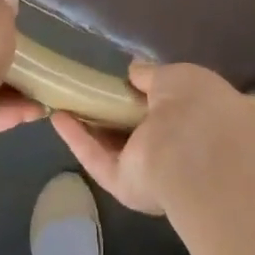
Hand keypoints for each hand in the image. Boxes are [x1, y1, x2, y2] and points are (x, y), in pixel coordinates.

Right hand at [51, 62, 252, 214]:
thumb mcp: (178, 77)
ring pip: (114, 146)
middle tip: (87, 89)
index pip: (170, 108)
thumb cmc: (196, 107)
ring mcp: (149, 170)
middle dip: (113, 111)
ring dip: (90, 125)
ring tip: (64, 99)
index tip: (122, 79)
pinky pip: (97, 159)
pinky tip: (57, 117)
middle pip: (138, 129)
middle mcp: (175, 149)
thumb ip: (152, 75)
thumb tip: (134, 70)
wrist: (195, 154)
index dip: (145, 94)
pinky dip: (77, 139)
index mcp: (197, 122)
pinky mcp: (124, 184)